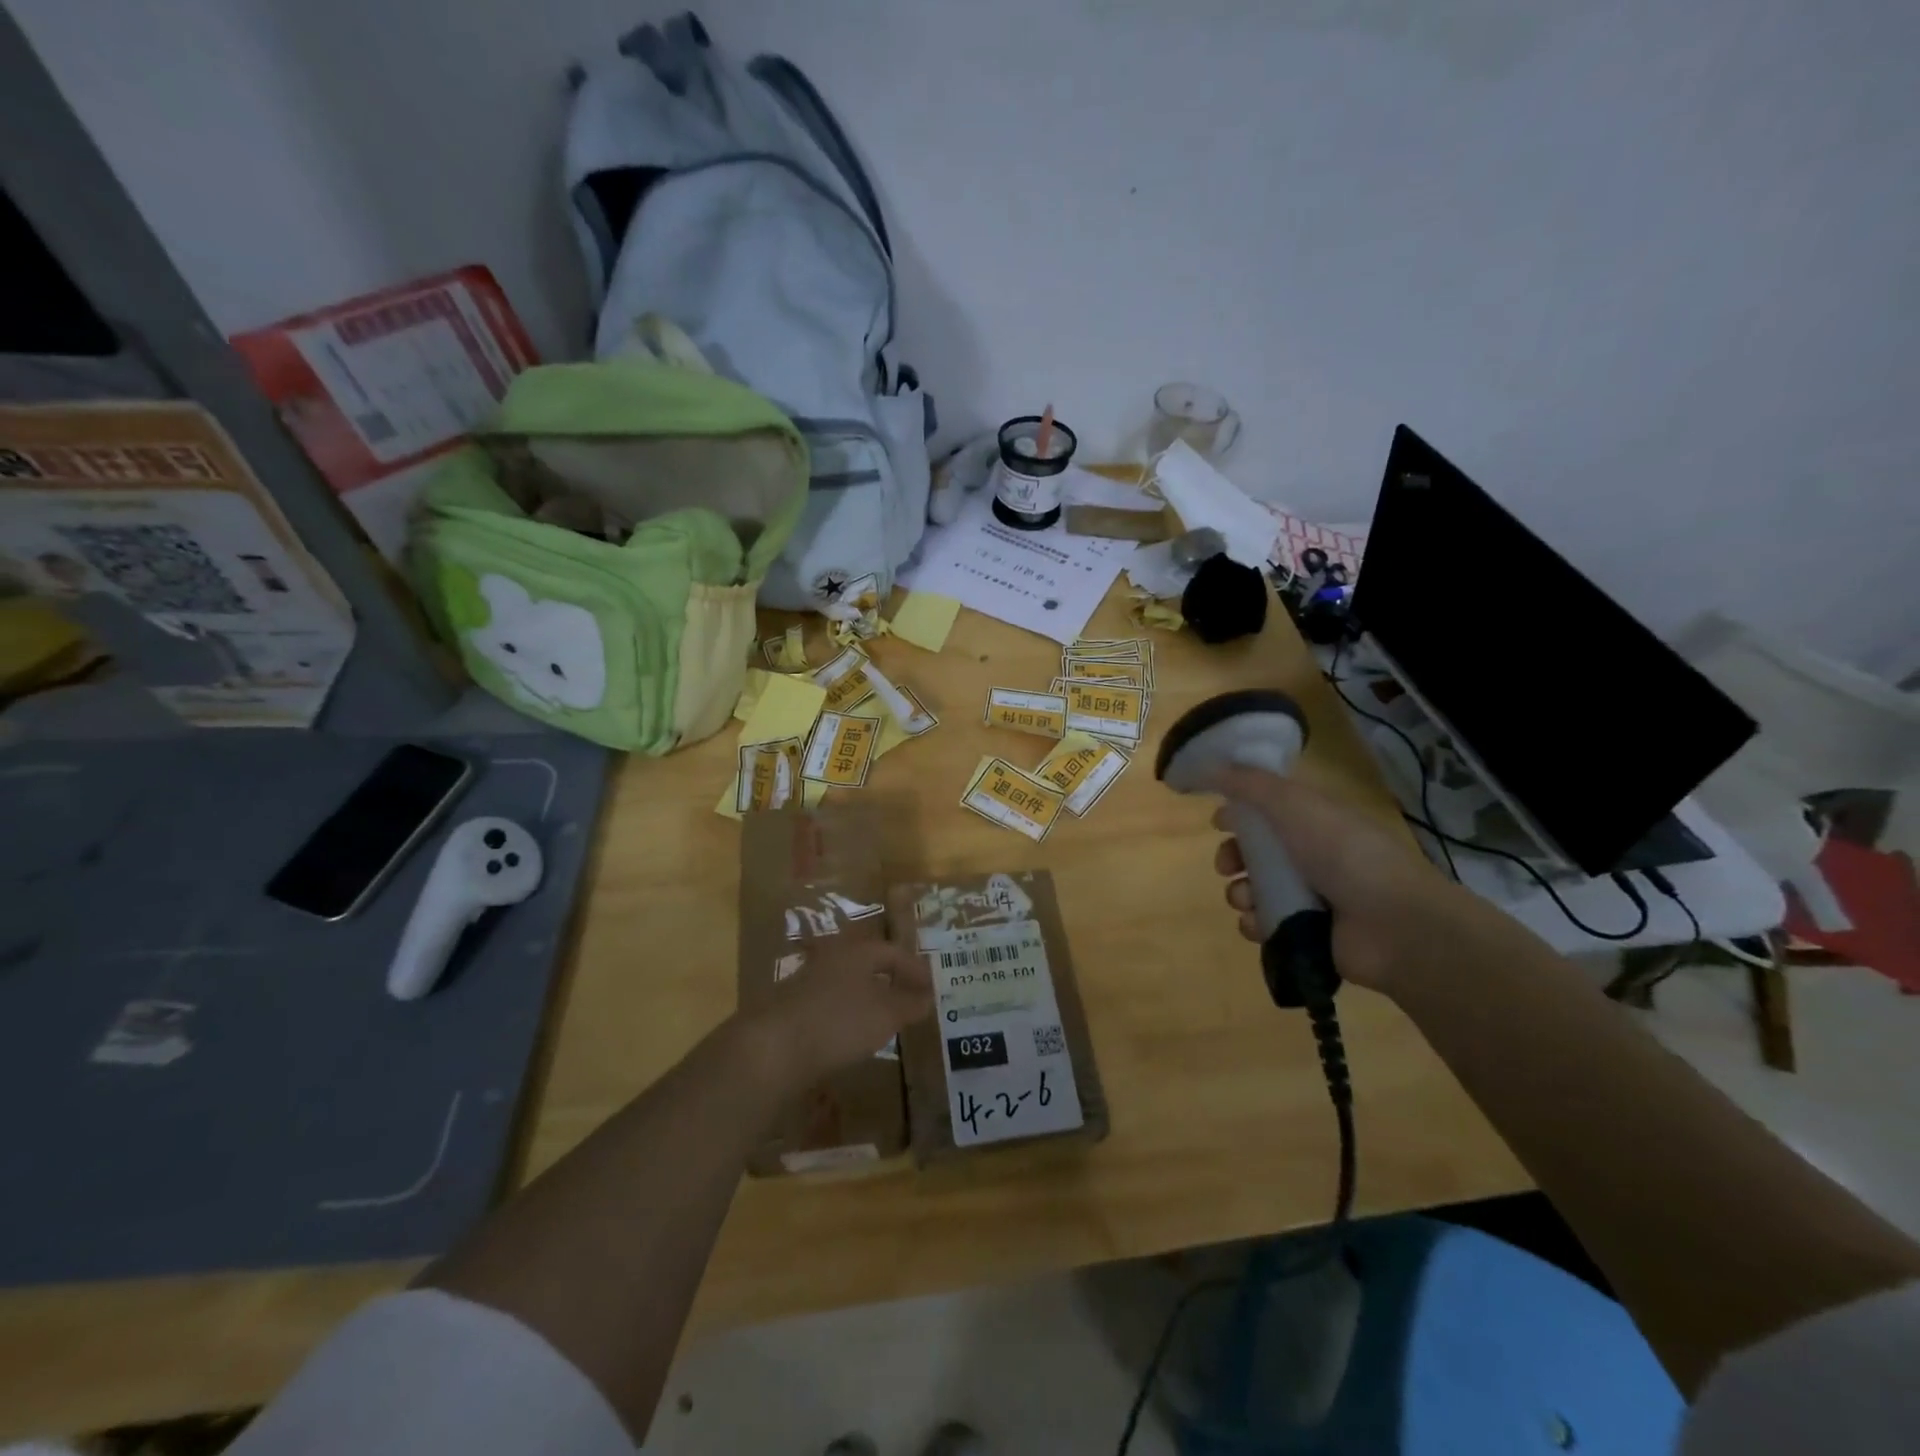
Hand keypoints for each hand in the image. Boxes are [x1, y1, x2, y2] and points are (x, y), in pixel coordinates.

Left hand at [739, 938, 933, 1090]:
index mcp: (857, 951)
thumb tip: (927, 997)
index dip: (915, 969)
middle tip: (910, 998)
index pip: (893, 952)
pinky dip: (847, 1014)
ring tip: (884, 1018)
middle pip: (868, 963)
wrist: (771, 1047)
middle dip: (890, 979)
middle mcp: (831, 957)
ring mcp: (807, 981)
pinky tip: (850, 1035)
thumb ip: (909, 1004)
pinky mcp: (791, 1007)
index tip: (932, 988)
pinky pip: (830, 1004)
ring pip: (847, 983)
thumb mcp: (885, 1015)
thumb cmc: (838, 1022)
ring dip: (867, 997)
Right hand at [1198, 765, 1484, 995]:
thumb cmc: (1343, 853)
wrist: (1393, 924)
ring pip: (1254, 890)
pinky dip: (1255, 924)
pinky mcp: (1306, 933)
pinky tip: (1259, 923)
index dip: (1240, 813)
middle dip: (1231, 857)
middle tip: (1227, 865)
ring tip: (1247, 900)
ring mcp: (1309, 897)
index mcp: (1313, 820)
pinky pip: (1264, 925)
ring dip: (1240, 893)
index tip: (1218, 821)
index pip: (1268, 810)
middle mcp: (1310, 855)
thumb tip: (1209, 765)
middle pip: (1254, 853)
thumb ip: (1248, 784)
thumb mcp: (1293, 804)